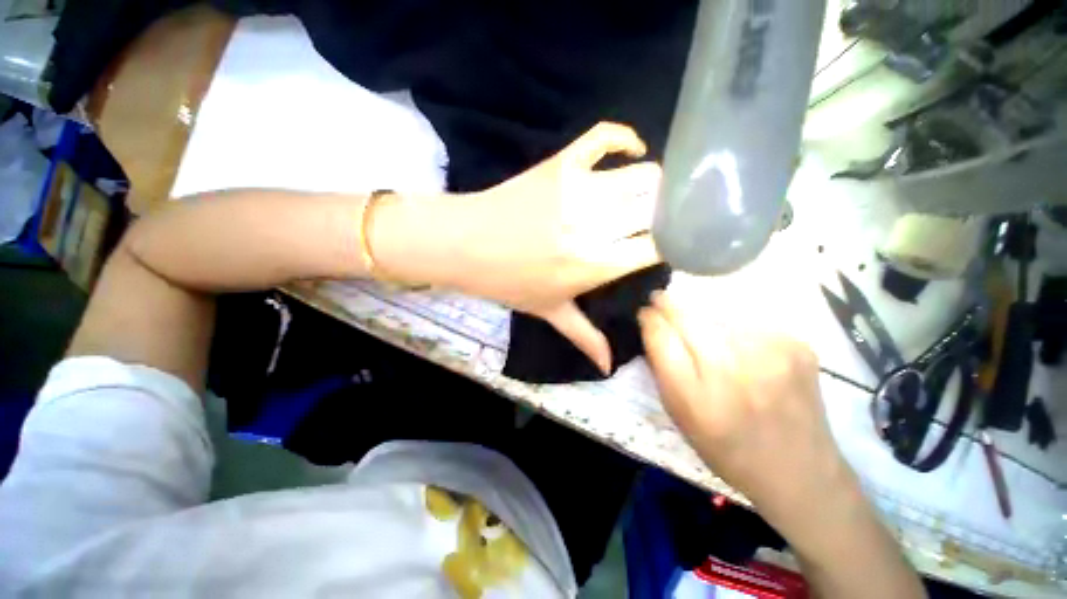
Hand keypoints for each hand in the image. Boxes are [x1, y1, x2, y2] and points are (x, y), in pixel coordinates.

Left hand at [447, 122, 662, 372]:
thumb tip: (609, 369)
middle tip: (663, 220)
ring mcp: (579, 188)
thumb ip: (585, 337)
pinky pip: (604, 136)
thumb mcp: (548, 312)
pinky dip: (625, 138)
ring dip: (655, 186)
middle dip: (668, 213)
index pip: (658, 246)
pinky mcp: (561, 163)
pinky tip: (634, 150)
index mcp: (596, 264)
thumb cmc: (506, 282)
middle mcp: (596, 225)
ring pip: (643, 176)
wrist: (463, 244)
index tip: (672, 244)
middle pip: (658, 206)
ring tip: (649, 197)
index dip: (673, 243)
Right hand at [638, 291, 856, 529]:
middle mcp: (733, 372)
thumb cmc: (726, 448)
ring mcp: (770, 355)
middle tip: (659, 299)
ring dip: (700, 316)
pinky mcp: (796, 345)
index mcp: (696, 398)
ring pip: (716, 313)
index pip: (662, 337)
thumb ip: (662, 368)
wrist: (800, 470)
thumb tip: (653, 325)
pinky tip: (739, 346)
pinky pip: (747, 322)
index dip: (649, 319)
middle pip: (687, 317)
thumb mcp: (679, 415)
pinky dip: (732, 327)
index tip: (644, 311)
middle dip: (667, 305)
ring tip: (702, 330)